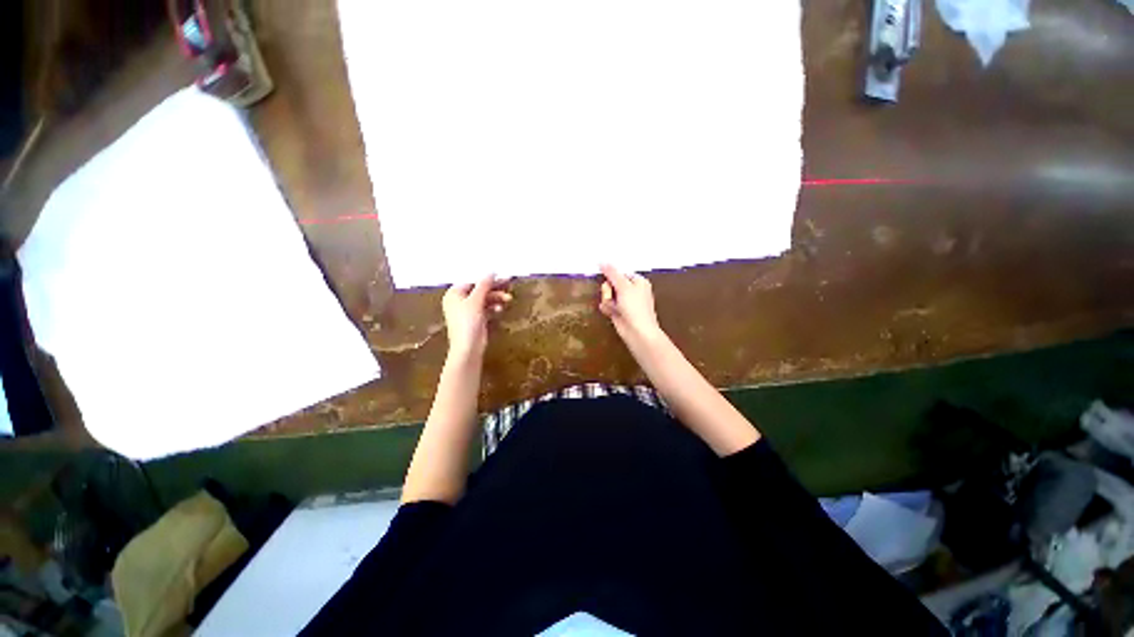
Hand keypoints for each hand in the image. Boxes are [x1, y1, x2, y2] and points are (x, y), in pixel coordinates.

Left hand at [442, 275, 511, 358]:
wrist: (468, 349)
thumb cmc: (467, 322)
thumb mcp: (475, 300)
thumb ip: (484, 285)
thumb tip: (491, 272)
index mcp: (453, 294)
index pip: (471, 281)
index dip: (486, 278)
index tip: (500, 275)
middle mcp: (458, 301)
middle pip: (478, 290)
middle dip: (493, 288)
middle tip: (508, 283)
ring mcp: (466, 311)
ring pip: (483, 299)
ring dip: (495, 298)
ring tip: (508, 299)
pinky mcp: (474, 320)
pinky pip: (485, 309)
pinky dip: (492, 307)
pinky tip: (500, 309)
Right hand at [599, 264, 662, 344]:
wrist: (638, 332)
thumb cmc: (635, 307)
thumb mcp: (624, 286)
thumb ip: (612, 273)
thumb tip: (601, 261)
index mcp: (638, 281)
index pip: (620, 272)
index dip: (612, 274)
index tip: (605, 276)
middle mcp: (632, 290)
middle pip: (612, 282)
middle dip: (608, 289)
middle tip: (612, 294)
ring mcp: (625, 301)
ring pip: (607, 294)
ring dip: (608, 299)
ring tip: (614, 307)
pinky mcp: (618, 311)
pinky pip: (607, 304)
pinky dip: (607, 308)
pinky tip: (611, 313)